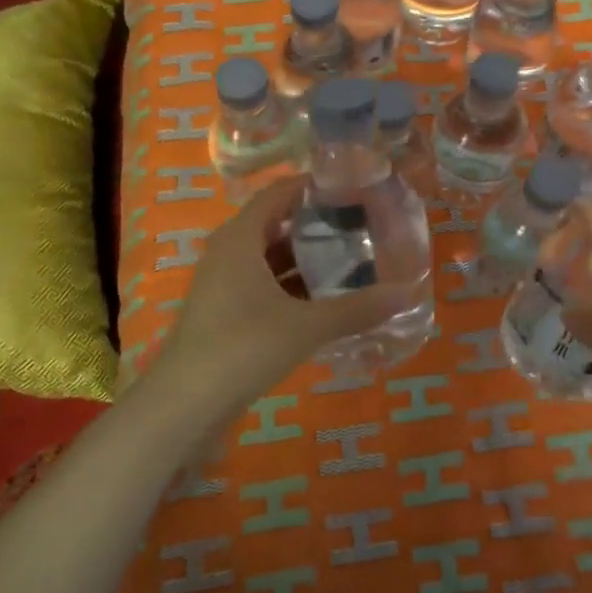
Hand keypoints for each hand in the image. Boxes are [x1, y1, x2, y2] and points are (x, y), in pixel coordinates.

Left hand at [135, 176, 410, 427]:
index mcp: (240, 238)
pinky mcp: (225, 313)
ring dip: (305, 259)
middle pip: (276, 225)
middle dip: (315, 225)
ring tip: (351, 260)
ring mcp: (223, 284)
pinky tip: (325, 300)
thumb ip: (357, 308)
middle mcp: (228, 253)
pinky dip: (292, 286)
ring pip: (270, 258)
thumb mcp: (306, 325)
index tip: (350, 187)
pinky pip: (264, 285)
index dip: (311, 187)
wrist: (184, 405)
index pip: (278, 193)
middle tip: (360, 225)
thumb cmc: (243, 347)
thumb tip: (407, 293)